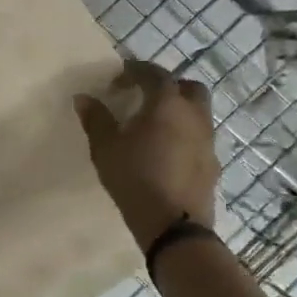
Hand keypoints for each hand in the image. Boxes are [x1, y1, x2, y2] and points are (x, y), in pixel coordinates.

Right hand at [74, 61, 220, 249]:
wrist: (172, 224)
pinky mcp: (213, 164)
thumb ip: (96, 119)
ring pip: (198, 113)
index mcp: (167, 104)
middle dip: (168, 86)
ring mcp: (208, 140)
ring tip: (154, 127)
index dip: (135, 71)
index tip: (118, 79)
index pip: (154, 74)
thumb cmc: (134, 177)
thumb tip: (84, 98)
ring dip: (179, 111)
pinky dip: (185, 135)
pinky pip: (200, 138)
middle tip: (145, 98)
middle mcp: (194, 116)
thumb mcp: (105, 147)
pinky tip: (166, 152)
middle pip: (188, 87)